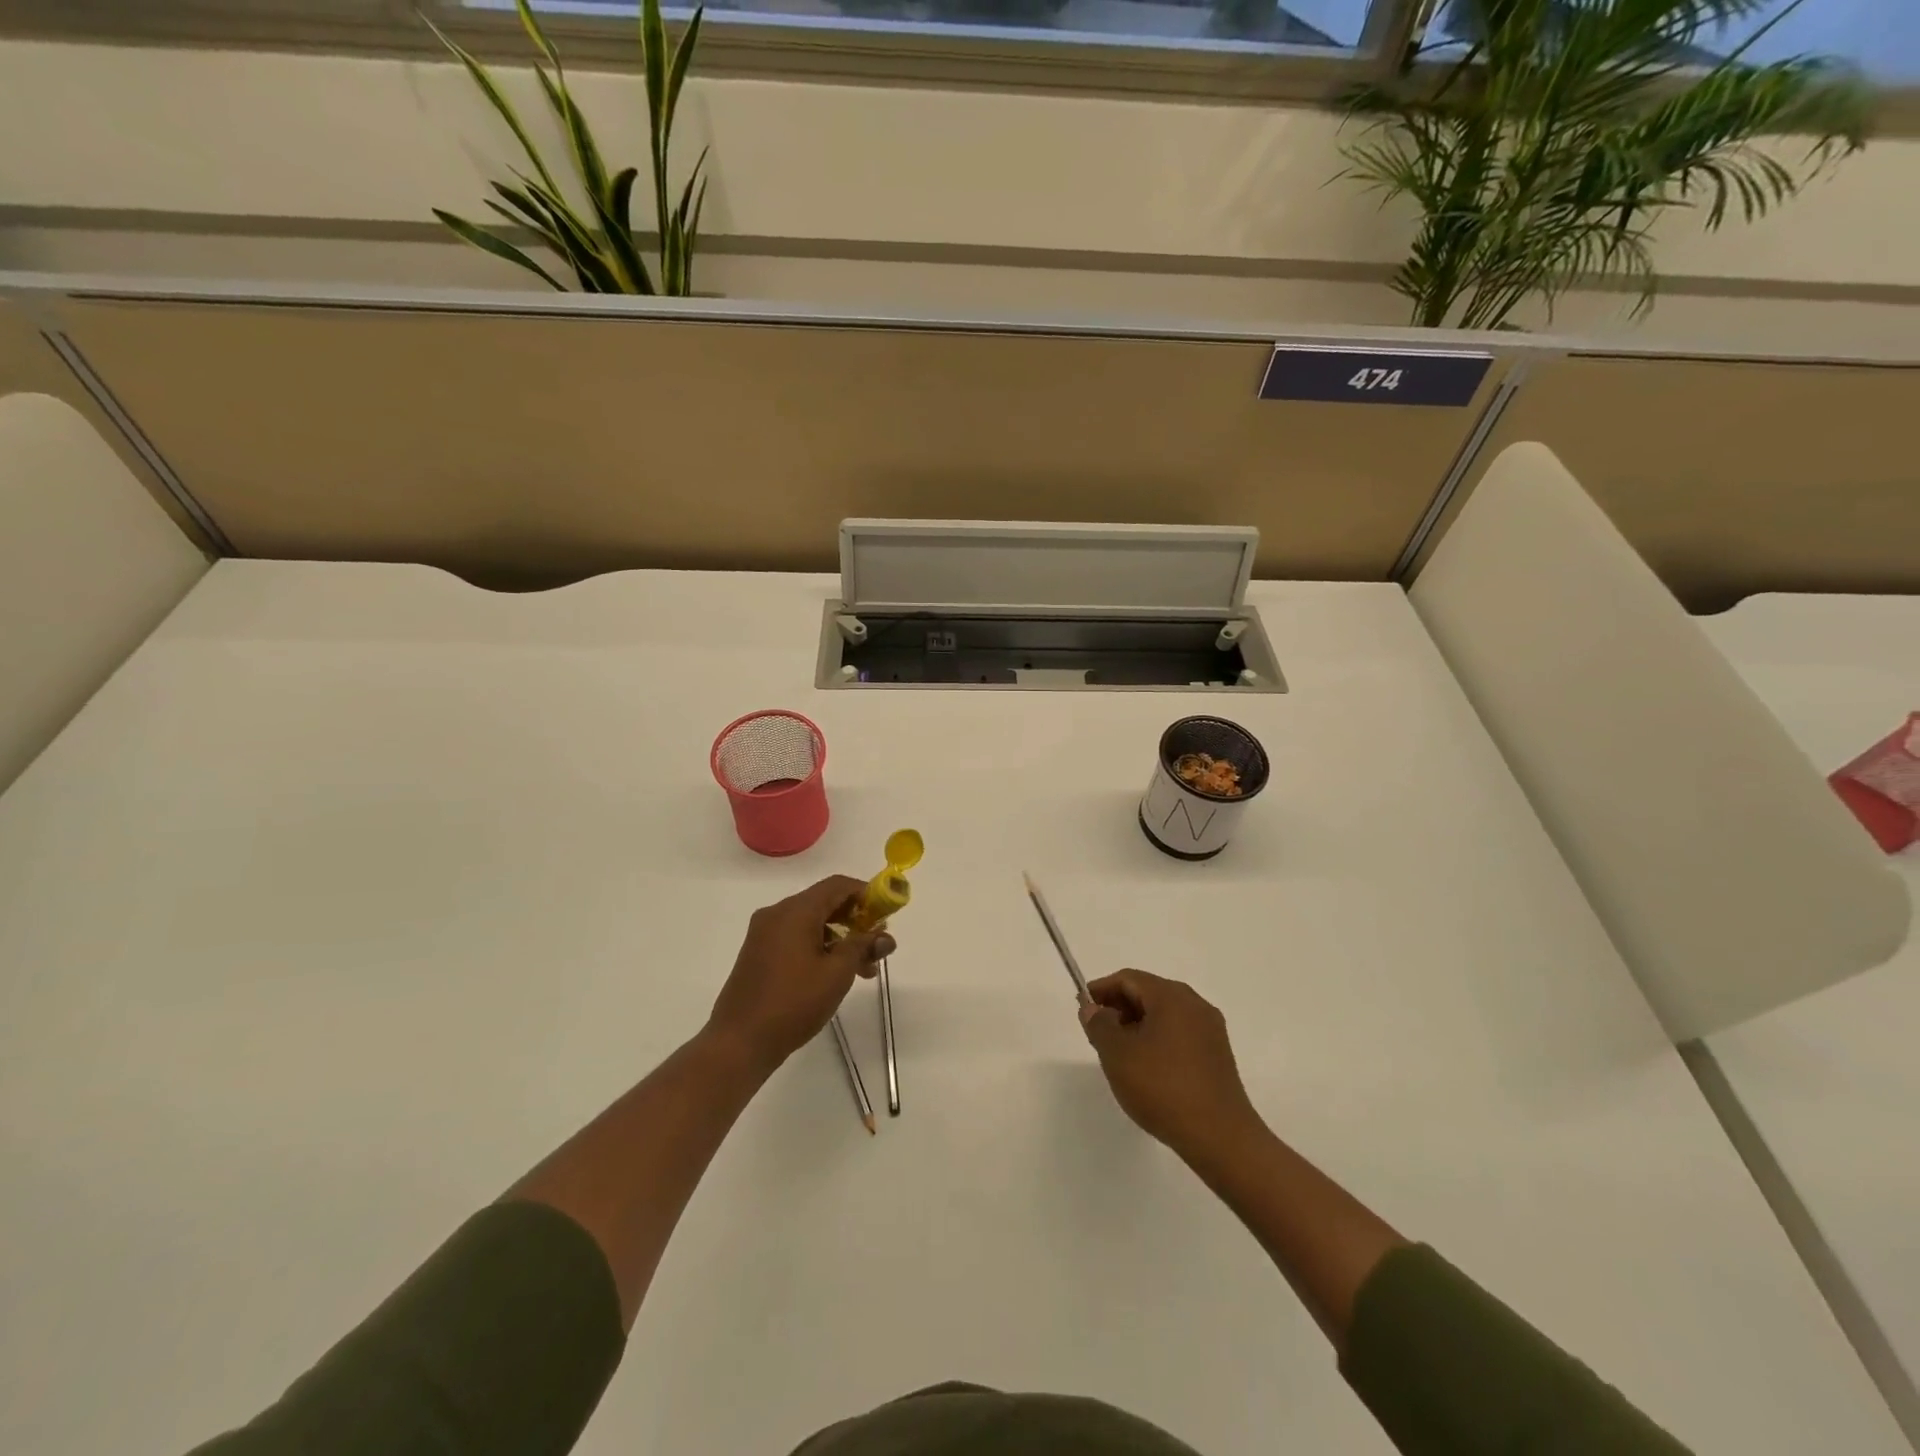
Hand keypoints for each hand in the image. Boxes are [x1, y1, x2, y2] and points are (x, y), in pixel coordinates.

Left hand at [706, 876, 895, 1075]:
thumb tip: (885, 936)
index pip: (837, 885)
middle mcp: (777, 913)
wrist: (739, 1042)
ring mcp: (764, 933)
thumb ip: (862, 947)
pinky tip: (834, 973)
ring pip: (811, 922)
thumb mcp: (837, 973)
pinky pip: (795, 937)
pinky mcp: (758, 953)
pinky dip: (819, 946)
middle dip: (855, 920)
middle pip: (824, 902)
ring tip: (862, 969)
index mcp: (795, 911)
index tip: (886, 913)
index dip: (866, 894)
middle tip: (877, 946)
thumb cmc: (793, 1003)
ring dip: (839, 938)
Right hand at [1081, 969, 1263, 1160]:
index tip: (1082, 1008)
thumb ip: (1099, 1025)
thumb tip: (1093, 1009)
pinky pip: (1179, 1034)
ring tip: (1118, 1053)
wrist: (1220, 1137)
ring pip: (1164, 1015)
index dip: (1101, 990)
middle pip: (1148, 993)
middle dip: (1119, 1008)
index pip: (1129, 979)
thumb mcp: (1118, 1054)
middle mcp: (1195, 1005)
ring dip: (1137, 1025)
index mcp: (1172, 996)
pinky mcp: (1217, 1055)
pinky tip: (1146, 1068)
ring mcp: (1210, 1030)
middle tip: (1097, 1033)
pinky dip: (1157, 1040)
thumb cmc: (1163, 1088)